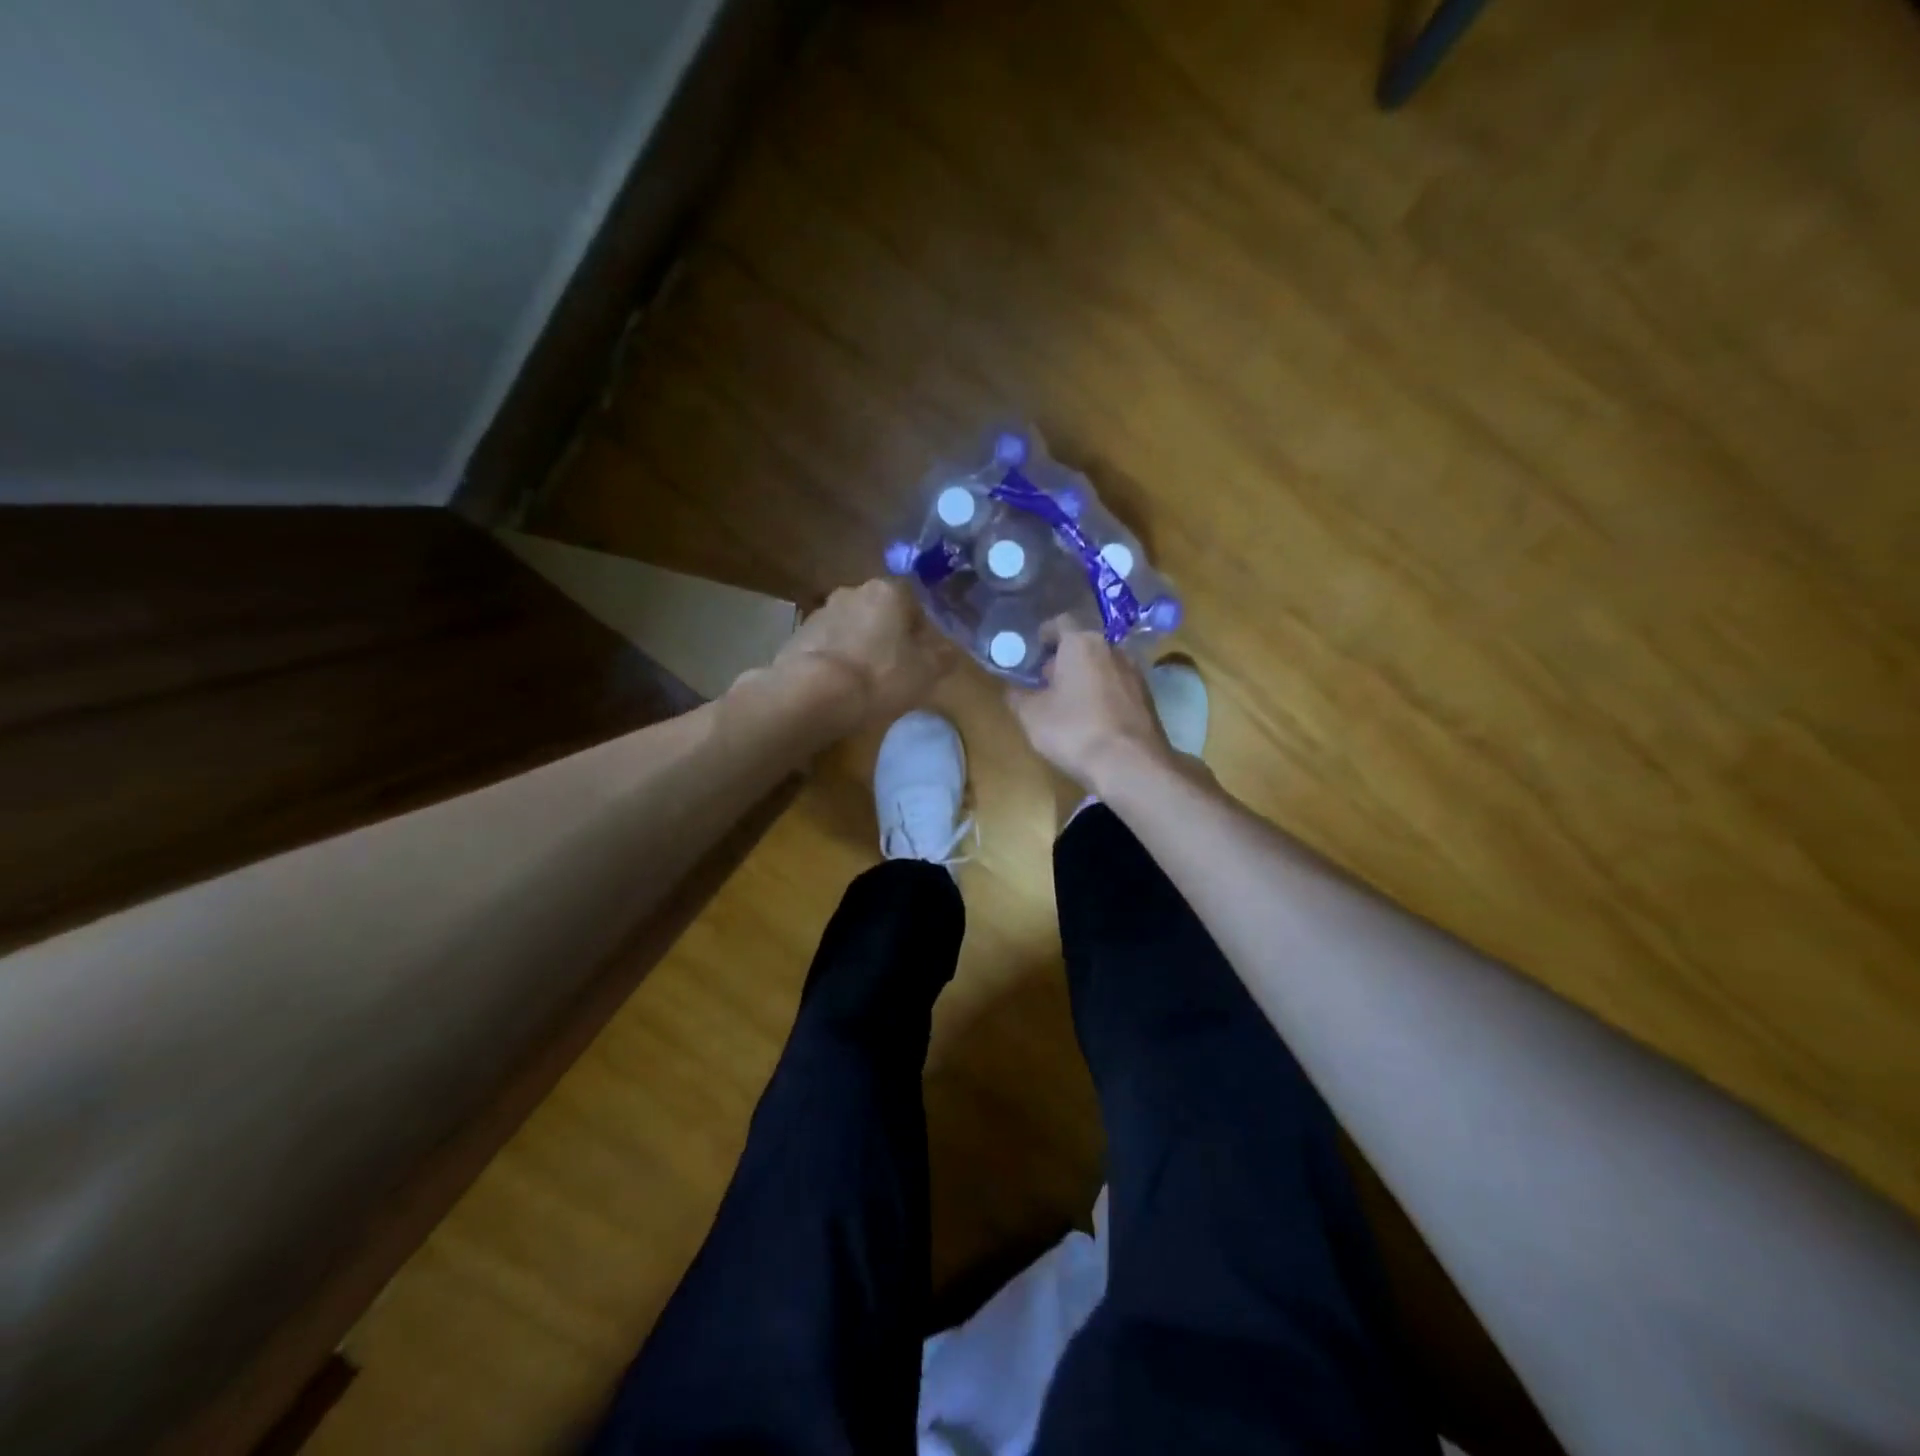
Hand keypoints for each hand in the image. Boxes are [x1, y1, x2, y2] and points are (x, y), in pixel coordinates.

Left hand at [768, 578, 955, 732]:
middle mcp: (853, 591)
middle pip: (880, 612)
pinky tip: (840, 688)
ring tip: (865, 682)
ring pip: (852, 627)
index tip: (921, 656)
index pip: (913, 601)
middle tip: (896, 669)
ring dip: (860, 647)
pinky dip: (837, 660)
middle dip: (888, 636)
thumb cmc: (880, 676)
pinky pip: (828, 646)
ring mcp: (821, 612)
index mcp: (888, 591)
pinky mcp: (798, 637)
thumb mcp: (926, 672)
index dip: (920, 630)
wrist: (812, 693)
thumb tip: (948, 650)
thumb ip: (943, 657)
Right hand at [1006, 624, 1174, 792]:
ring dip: (1086, 679)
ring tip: (1069, 705)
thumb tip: (1013, 689)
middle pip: (1083, 645)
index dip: (1043, 635)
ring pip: (1103, 666)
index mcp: (1081, 643)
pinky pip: (1118, 687)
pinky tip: (1093, 721)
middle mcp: (1113, 649)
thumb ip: (1017, 696)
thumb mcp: (1031, 716)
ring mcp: (1136, 673)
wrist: (1131, 766)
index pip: (1060, 622)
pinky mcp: (1149, 698)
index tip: (1032, 652)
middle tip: (1045, 684)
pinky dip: (1104, 696)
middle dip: (1064, 660)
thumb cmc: (1074, 731)